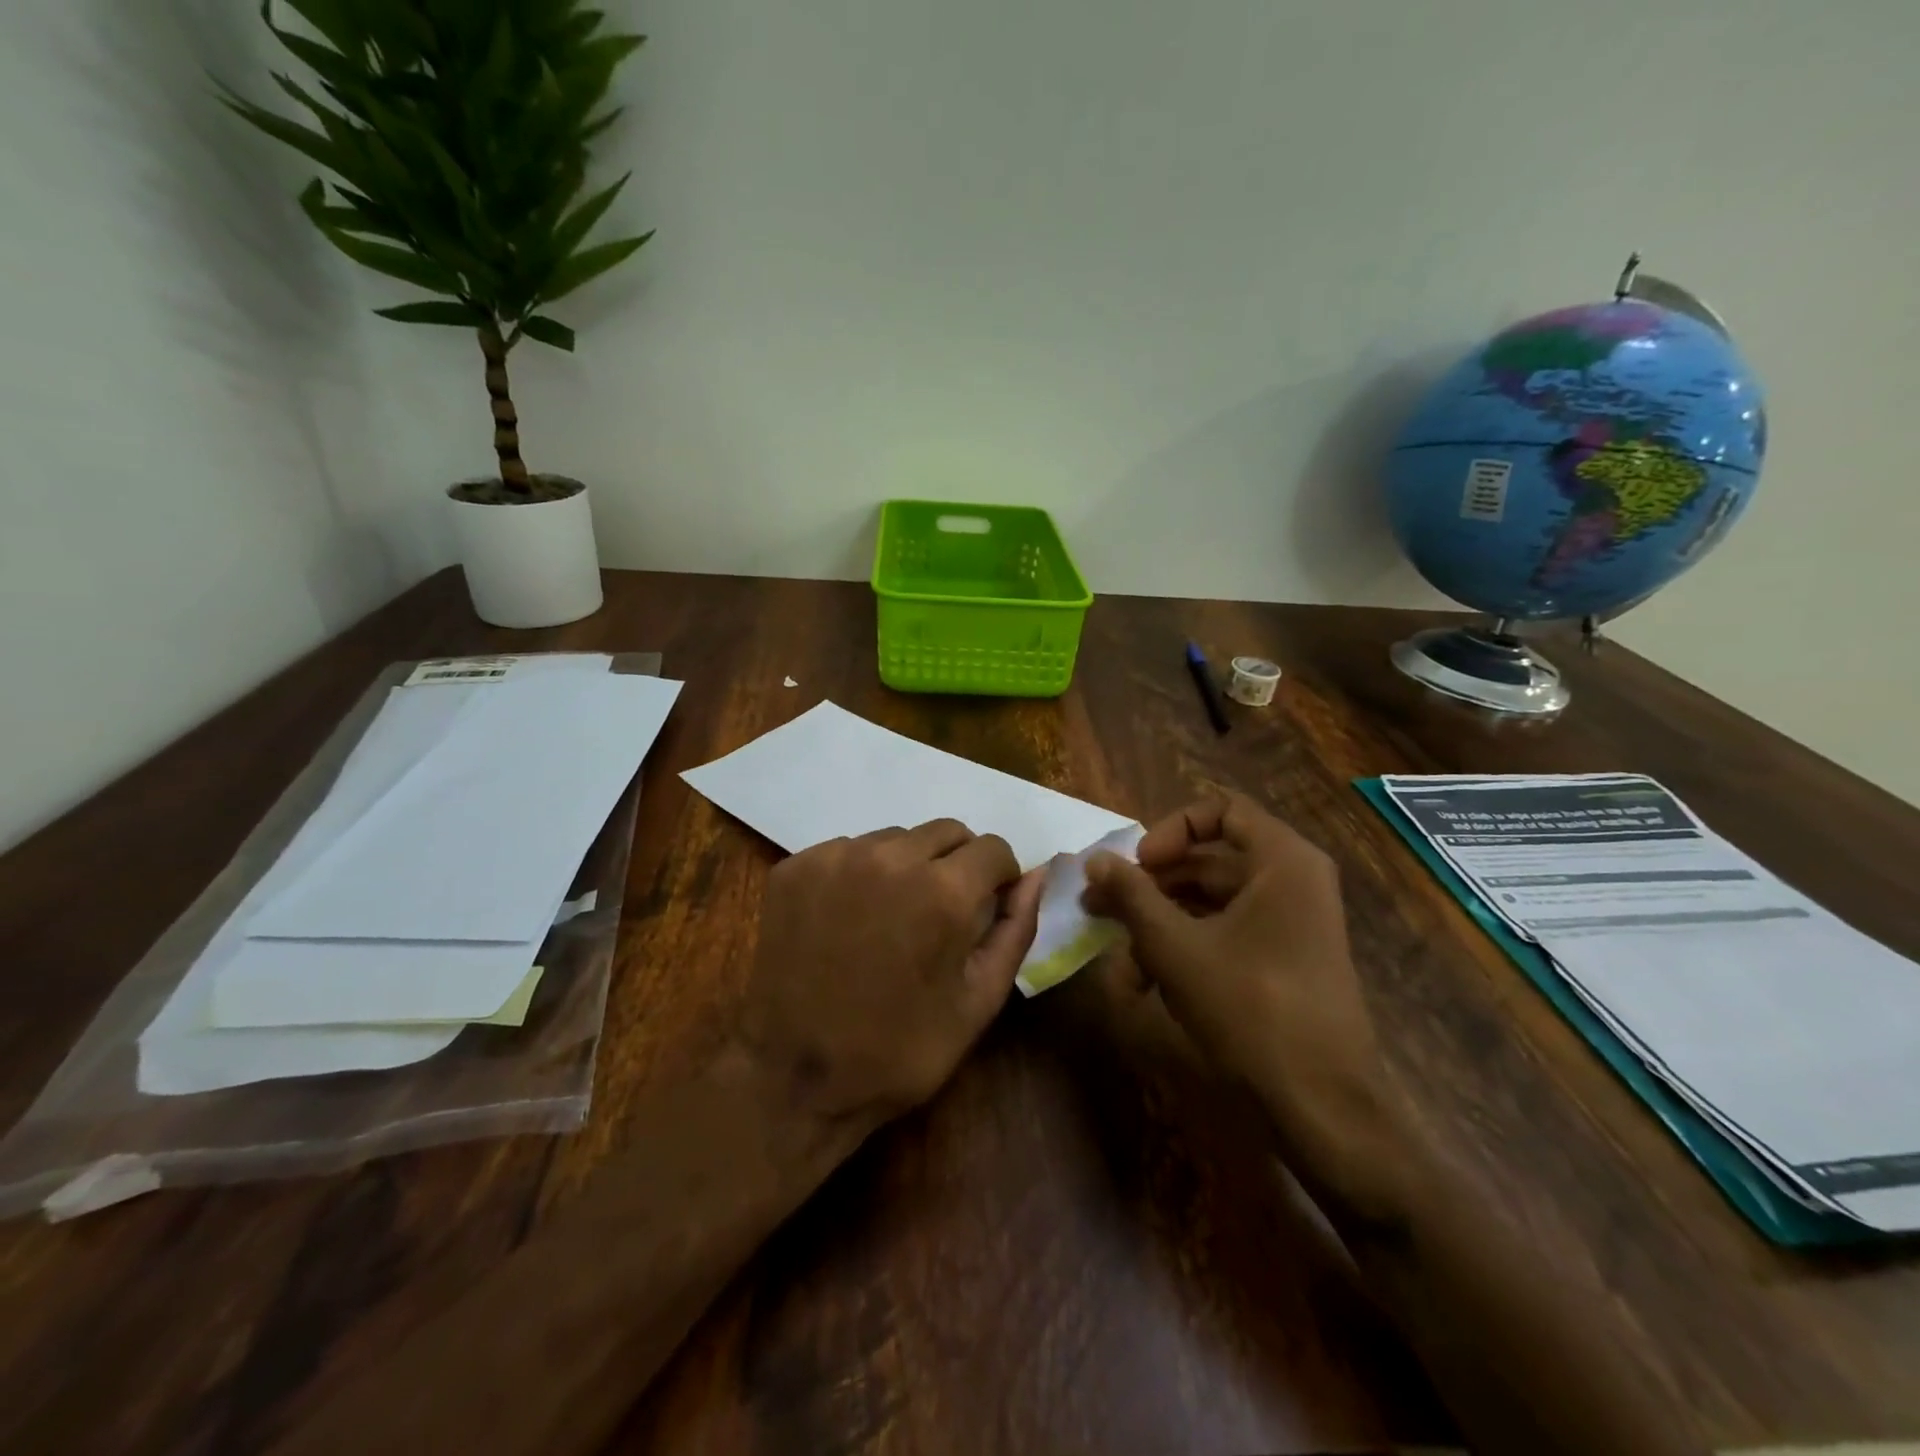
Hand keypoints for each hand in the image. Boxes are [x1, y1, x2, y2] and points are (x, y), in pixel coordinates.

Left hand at [739, 820, 1041, 1133]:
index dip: (999, 878)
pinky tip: (848, 920)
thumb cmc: (899, 1050)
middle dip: (957, 865)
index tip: (986, 908)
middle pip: (946, 832)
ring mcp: (835, 857)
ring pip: (895, 838)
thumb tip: (1037, 876)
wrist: (792, 1079)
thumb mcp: (978, 1002)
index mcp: (943, 891)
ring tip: (890, 919)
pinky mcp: (795, 867)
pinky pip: (847, 851)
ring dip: (907, 866)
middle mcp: (890, 857)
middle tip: (940, 915)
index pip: (993, 848)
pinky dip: (859, 874)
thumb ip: (1015, 929)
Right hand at [1081, 794, 1402, 1192]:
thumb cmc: (1250, 1009)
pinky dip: (1185, 951)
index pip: (1220, 810)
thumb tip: (1095, 858)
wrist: (1323, 1109)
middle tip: (1101, 905)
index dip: (1170, 830)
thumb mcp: (1176, 947)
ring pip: (1211, 904)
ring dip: (1159, 925)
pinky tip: (1145, 986)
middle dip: (1150, 885)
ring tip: (1117, 958)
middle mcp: (1293, 882)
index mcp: (1282, 862)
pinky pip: (1227, 936)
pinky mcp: (1284, 962)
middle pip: (1210, 861)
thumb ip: (1132, 895)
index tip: (1139, 865)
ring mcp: (1291, 925)